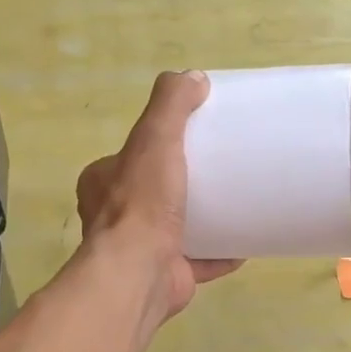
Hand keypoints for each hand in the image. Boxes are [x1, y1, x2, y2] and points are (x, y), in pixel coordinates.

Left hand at [76, 71, 241, 319]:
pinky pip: (200, 260)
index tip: (192, 139)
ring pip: (176, 228)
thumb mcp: (154, 139)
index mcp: (103, 183)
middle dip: (184, 183)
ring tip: (237, 202)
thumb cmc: (142, 204)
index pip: (131, 156)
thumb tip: (194, 78)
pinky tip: (247, 243)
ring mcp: (142, 249)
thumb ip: (170, 105)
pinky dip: (222, 253)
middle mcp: (115, 217)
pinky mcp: (168, 274)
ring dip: (204, 219)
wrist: (140, 273)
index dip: (158, 145)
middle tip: (220, 170)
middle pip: (155, 192)